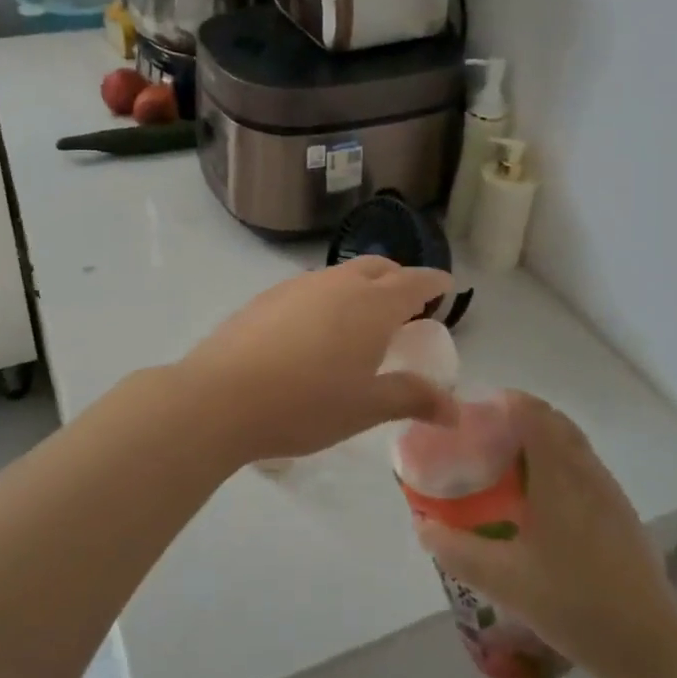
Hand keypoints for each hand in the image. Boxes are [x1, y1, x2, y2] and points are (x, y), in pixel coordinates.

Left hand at [179, 256, 456, 467]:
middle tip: (406, 306)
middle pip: (379, 267)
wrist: (221, 397)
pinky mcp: (267, 297)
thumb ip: (412, 398)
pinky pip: (311, 287)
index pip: (415, 281)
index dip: (434, 282)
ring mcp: (298, 285)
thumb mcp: (366, 407)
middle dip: (399, 279)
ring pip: (341, 274)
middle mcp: (338, 283)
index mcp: (372, 304)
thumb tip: (455, 410)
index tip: (446, 287)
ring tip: (360, 320)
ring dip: (361, 287)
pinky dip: (328, 298)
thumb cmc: (306, 404)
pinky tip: (314, 331)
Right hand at [415, 393, 676, 677]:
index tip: (474, 414)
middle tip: (483, 439)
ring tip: (505, 466)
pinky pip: (583, 468)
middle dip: (518, 419)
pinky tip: (539, 503)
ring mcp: (609, 493)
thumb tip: (423, 526)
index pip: (533, 412)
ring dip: (539, 441)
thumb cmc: (574, 603)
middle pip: (553, 422)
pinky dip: (557, 465)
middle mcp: (587, 471)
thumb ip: (457, 550)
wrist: (651, 648)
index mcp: (560, 474)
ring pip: (571, 445)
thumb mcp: (503, 580)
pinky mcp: (621, 515)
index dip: (503, 402)